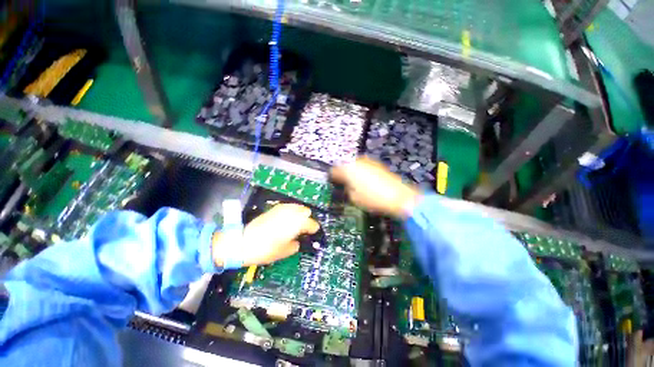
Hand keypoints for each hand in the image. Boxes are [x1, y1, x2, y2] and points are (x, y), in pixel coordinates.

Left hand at [213, 204, 319, 266]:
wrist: (243, 242)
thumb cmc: (266, 250)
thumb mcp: (285, 252)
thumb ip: (296, 244)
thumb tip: (297, 240)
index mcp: (297, 224)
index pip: (312, 223)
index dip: (313, 229)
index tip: (312, 233)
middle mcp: (291, 213)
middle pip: (306, 211)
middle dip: (307, 219)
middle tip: (303, 228)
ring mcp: (282, 209)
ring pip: (297, 206)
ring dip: (299, 213)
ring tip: (296, 223)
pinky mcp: (274, 208)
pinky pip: (287, 206)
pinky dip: (291, 211)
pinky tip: (287, 218)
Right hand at [331, 157, 419, 218]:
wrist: (399, 196)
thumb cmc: (372, 199)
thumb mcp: (354, 198)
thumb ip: (346, 189)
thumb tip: (346, 186)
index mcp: (348, 169)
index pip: (334, 170)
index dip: (332, 178)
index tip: (333, 184)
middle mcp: (357, 162)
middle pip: (344, 165)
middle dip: (343, 174)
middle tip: (343, 184)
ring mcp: (368, 161)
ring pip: (355, 165)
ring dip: (352, 172)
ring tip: (355, 183)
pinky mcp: (377, 164)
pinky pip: (364, 166)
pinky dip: (362, 172)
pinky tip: (366, 181)